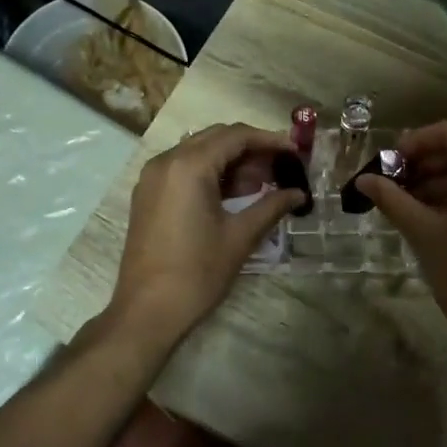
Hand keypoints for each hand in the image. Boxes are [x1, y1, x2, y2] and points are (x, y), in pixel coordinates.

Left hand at [108, 123, 304, 346]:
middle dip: (251, 149)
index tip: (295, 152)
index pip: (236, 135)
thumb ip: (271, 206)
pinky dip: (211, 173)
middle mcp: (166, 161)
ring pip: (199, 152)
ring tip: (263, 183)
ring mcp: (153, 177)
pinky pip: (184, 169)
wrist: (147, 311)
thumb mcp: (240, 237)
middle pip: (216, 138)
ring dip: (231, 161)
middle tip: (281, 168)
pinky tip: (235, 194)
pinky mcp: (148, 194)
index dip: (269, 140)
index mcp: (189, 166)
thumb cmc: (197, 272)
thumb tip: (299, 193)